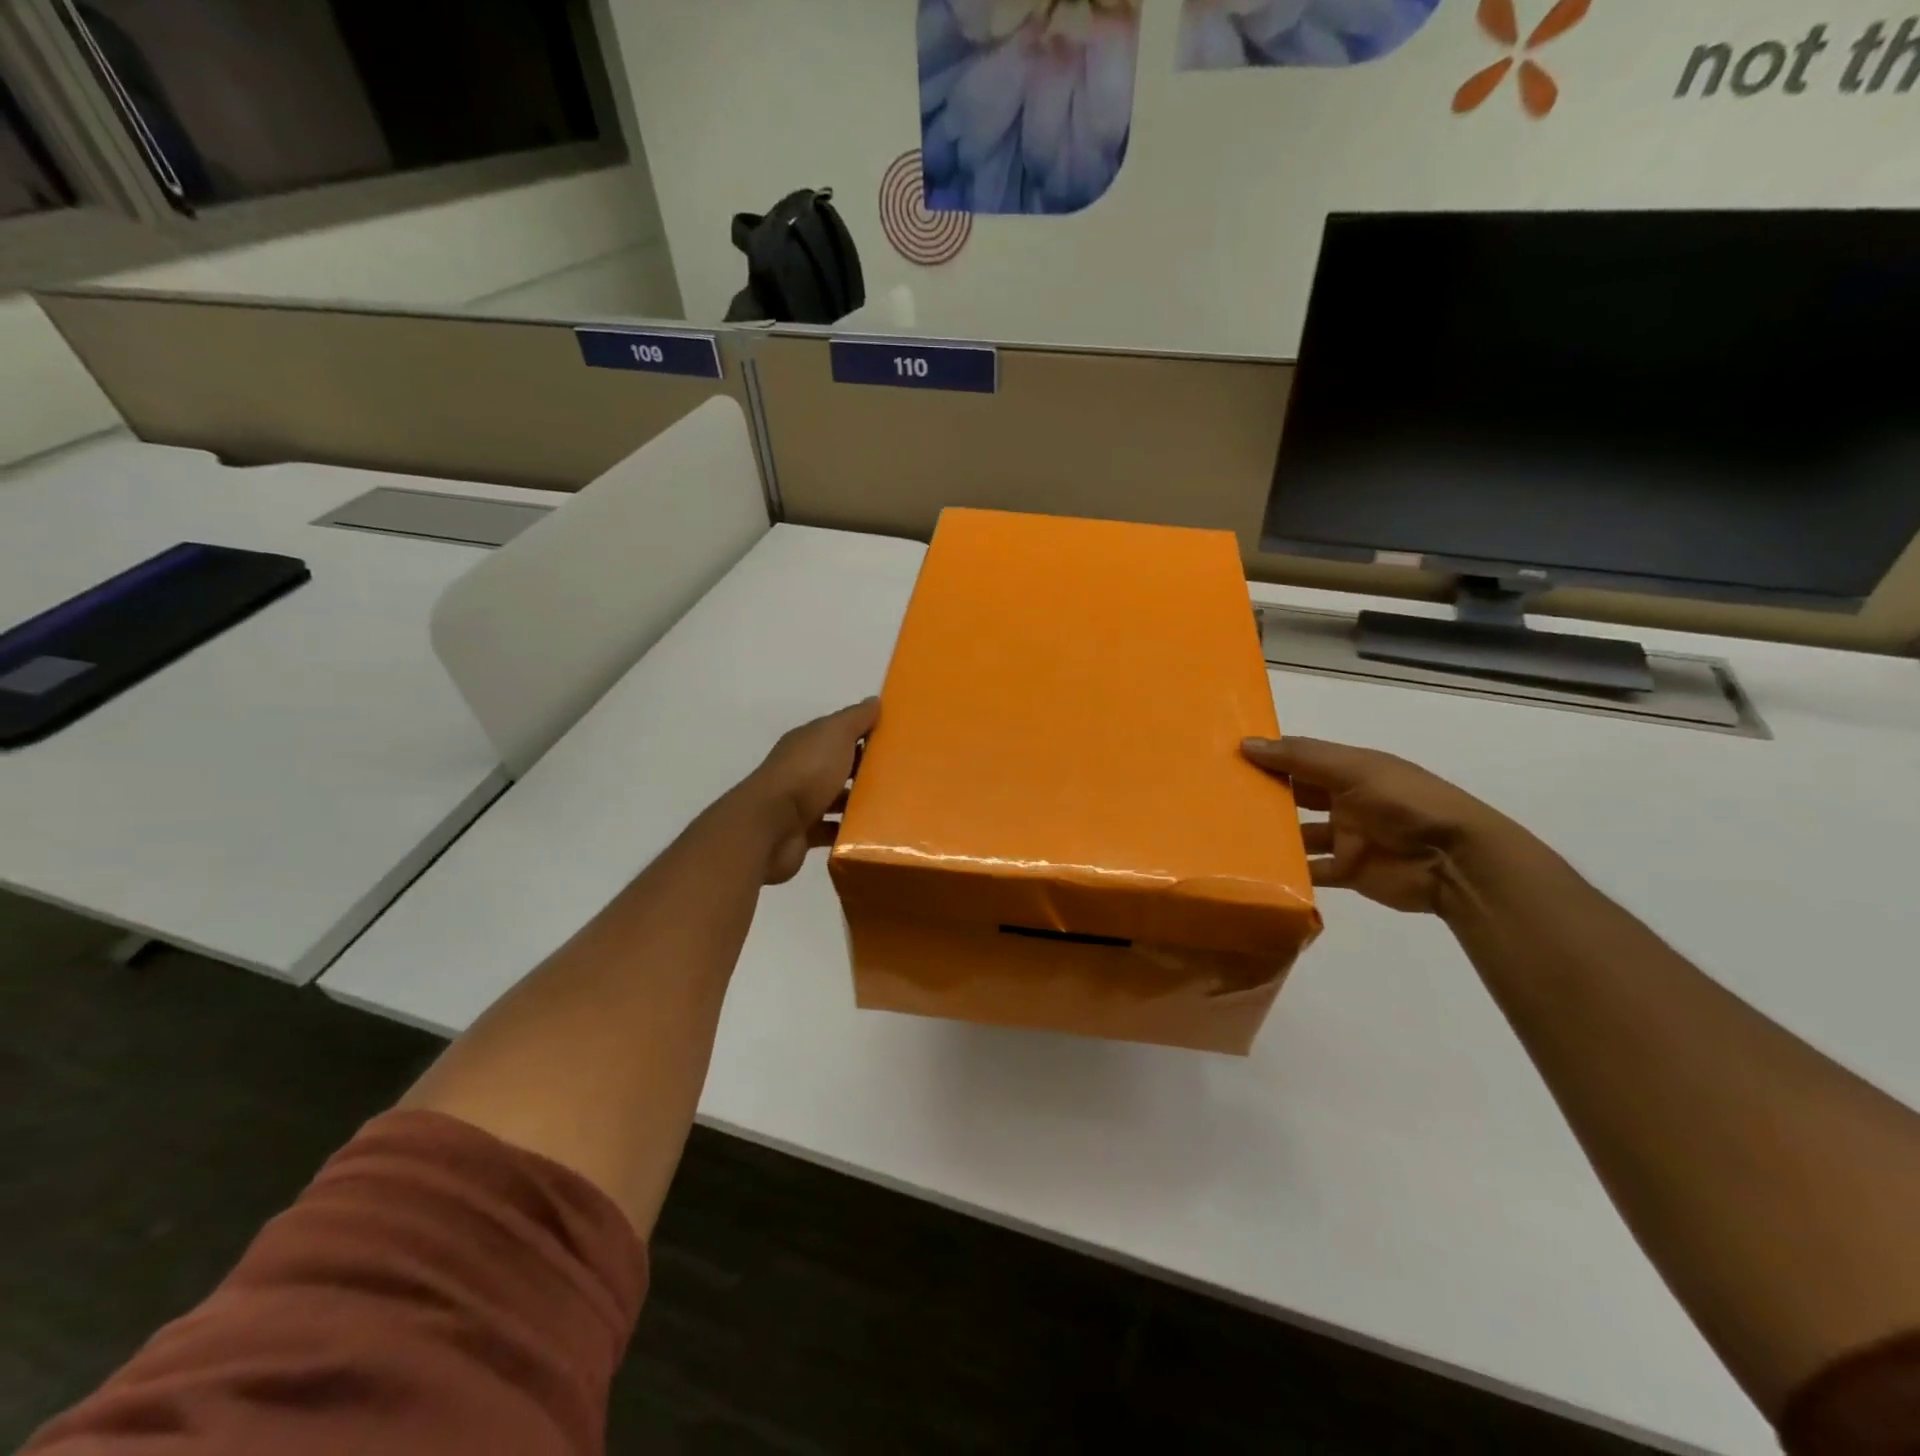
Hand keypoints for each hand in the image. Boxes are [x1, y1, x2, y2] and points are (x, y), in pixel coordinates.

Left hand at [742, 698, 878, 884]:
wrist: (772, 825)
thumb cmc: (808, 772)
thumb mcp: (836, 734)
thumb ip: (855, 718)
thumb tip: (874, 701)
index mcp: (808, 743)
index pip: (838, 733)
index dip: (864, 734)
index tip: (895, 741)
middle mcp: (802, 770)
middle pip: (839, 766)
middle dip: (865, 769)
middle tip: (901, 775)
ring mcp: (800, 803)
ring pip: (835, 799)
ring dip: (857, 801)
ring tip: (892, 805)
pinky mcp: (803, 833)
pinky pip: (831, 829)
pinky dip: (847, 831)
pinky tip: (871, 833)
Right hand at [1242, 736, 1517, 914]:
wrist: (1455, 861)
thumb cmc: (1405, 803)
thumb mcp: (1354, 769)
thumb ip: (1301, 758)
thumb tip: (1245, 743)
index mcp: (1349, 770)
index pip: (1299, 759)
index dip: (1268, 756)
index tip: (1225, 758)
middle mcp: (1344, 801)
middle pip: (1295, 796)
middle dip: (1263, 796)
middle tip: (1216, 797)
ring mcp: (1345, 837)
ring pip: (1298, 834)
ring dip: (1271, 835)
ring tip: (1228, 834)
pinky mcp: (1346, 871)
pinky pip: (1309, 870)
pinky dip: (1287, 871)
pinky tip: (1255, 869)